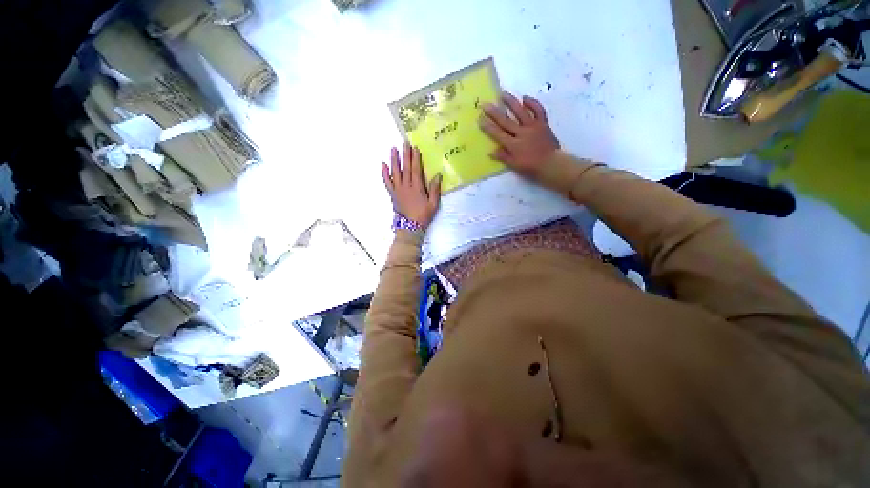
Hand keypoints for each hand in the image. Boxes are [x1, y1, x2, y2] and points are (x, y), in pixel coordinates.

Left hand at [381, 143, 442, 228]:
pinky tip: (383, 165)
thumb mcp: (433, 204)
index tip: (415, 148)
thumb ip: (435, 189)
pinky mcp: (392, 194)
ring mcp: (397, 190)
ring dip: (394, 160)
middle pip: (405, 168)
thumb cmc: (423, 215)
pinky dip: (384, 173)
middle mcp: (406, 186)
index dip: (415, 158)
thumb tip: (438, 175)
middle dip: (405, 155)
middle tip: (404, 143)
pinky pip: (387, 182)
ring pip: (395, 172)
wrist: (410, 227)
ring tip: (393, 149)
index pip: (415, 169)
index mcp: (417, 187)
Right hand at [480, 92, 560, 176]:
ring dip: (511, 102)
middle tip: (485, 104)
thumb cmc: (531, 167)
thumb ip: (503, 157)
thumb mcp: (514, 165)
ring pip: (521, 111)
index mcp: (513, 145)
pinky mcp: (542, 123)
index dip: (488, 127)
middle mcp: (522, 133)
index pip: (498, 134)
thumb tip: (490, 151)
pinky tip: (525, 98)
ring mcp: (533, 126)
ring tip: (503, 94)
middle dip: (494, 112)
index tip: (480, 119)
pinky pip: (538, 110)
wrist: (551, 164)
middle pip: (506, 121)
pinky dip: (532, 103)